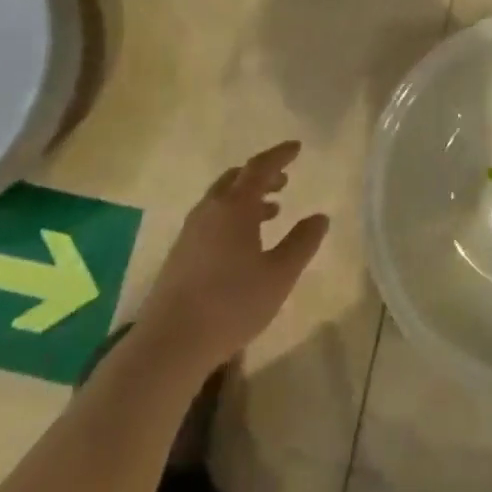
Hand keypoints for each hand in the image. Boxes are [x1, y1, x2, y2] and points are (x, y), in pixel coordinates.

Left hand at [137, 140, 328, 375]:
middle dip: (262, 175)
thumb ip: (302, 243)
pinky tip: (244, 242)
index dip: (280, 155)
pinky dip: (233, 215)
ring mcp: (190, 232)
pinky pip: (212, 218)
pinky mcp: (180, 253)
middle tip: (284, 180)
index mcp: (234, 207)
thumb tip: (320, 217)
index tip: (297, 148)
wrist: (171, 342)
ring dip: (247, 197)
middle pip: (236, 178)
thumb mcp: (279, 275)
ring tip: (272, 210)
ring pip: (222, 199)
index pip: (259, 168)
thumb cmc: (232, 304)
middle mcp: (209, 210)